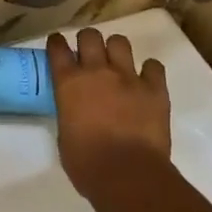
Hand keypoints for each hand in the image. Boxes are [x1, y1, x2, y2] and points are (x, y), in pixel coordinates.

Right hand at [47, 27, 171, 198]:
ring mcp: (128, 77)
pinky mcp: (155, 90)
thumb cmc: (87, 164)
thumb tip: (76, 111)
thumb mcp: (64, 135)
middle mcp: (97, 72)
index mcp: (69, 83)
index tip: (58, 45)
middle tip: (89, 55)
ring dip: (116, 50)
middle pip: (90, 36)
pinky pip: (154, 66)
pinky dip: (149, 71)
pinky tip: (146, 80)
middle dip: (88, 41)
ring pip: (120, 42)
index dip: (57, 43)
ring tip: (117, 64)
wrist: (128, 176)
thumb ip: (69, 113)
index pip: (58, 48)